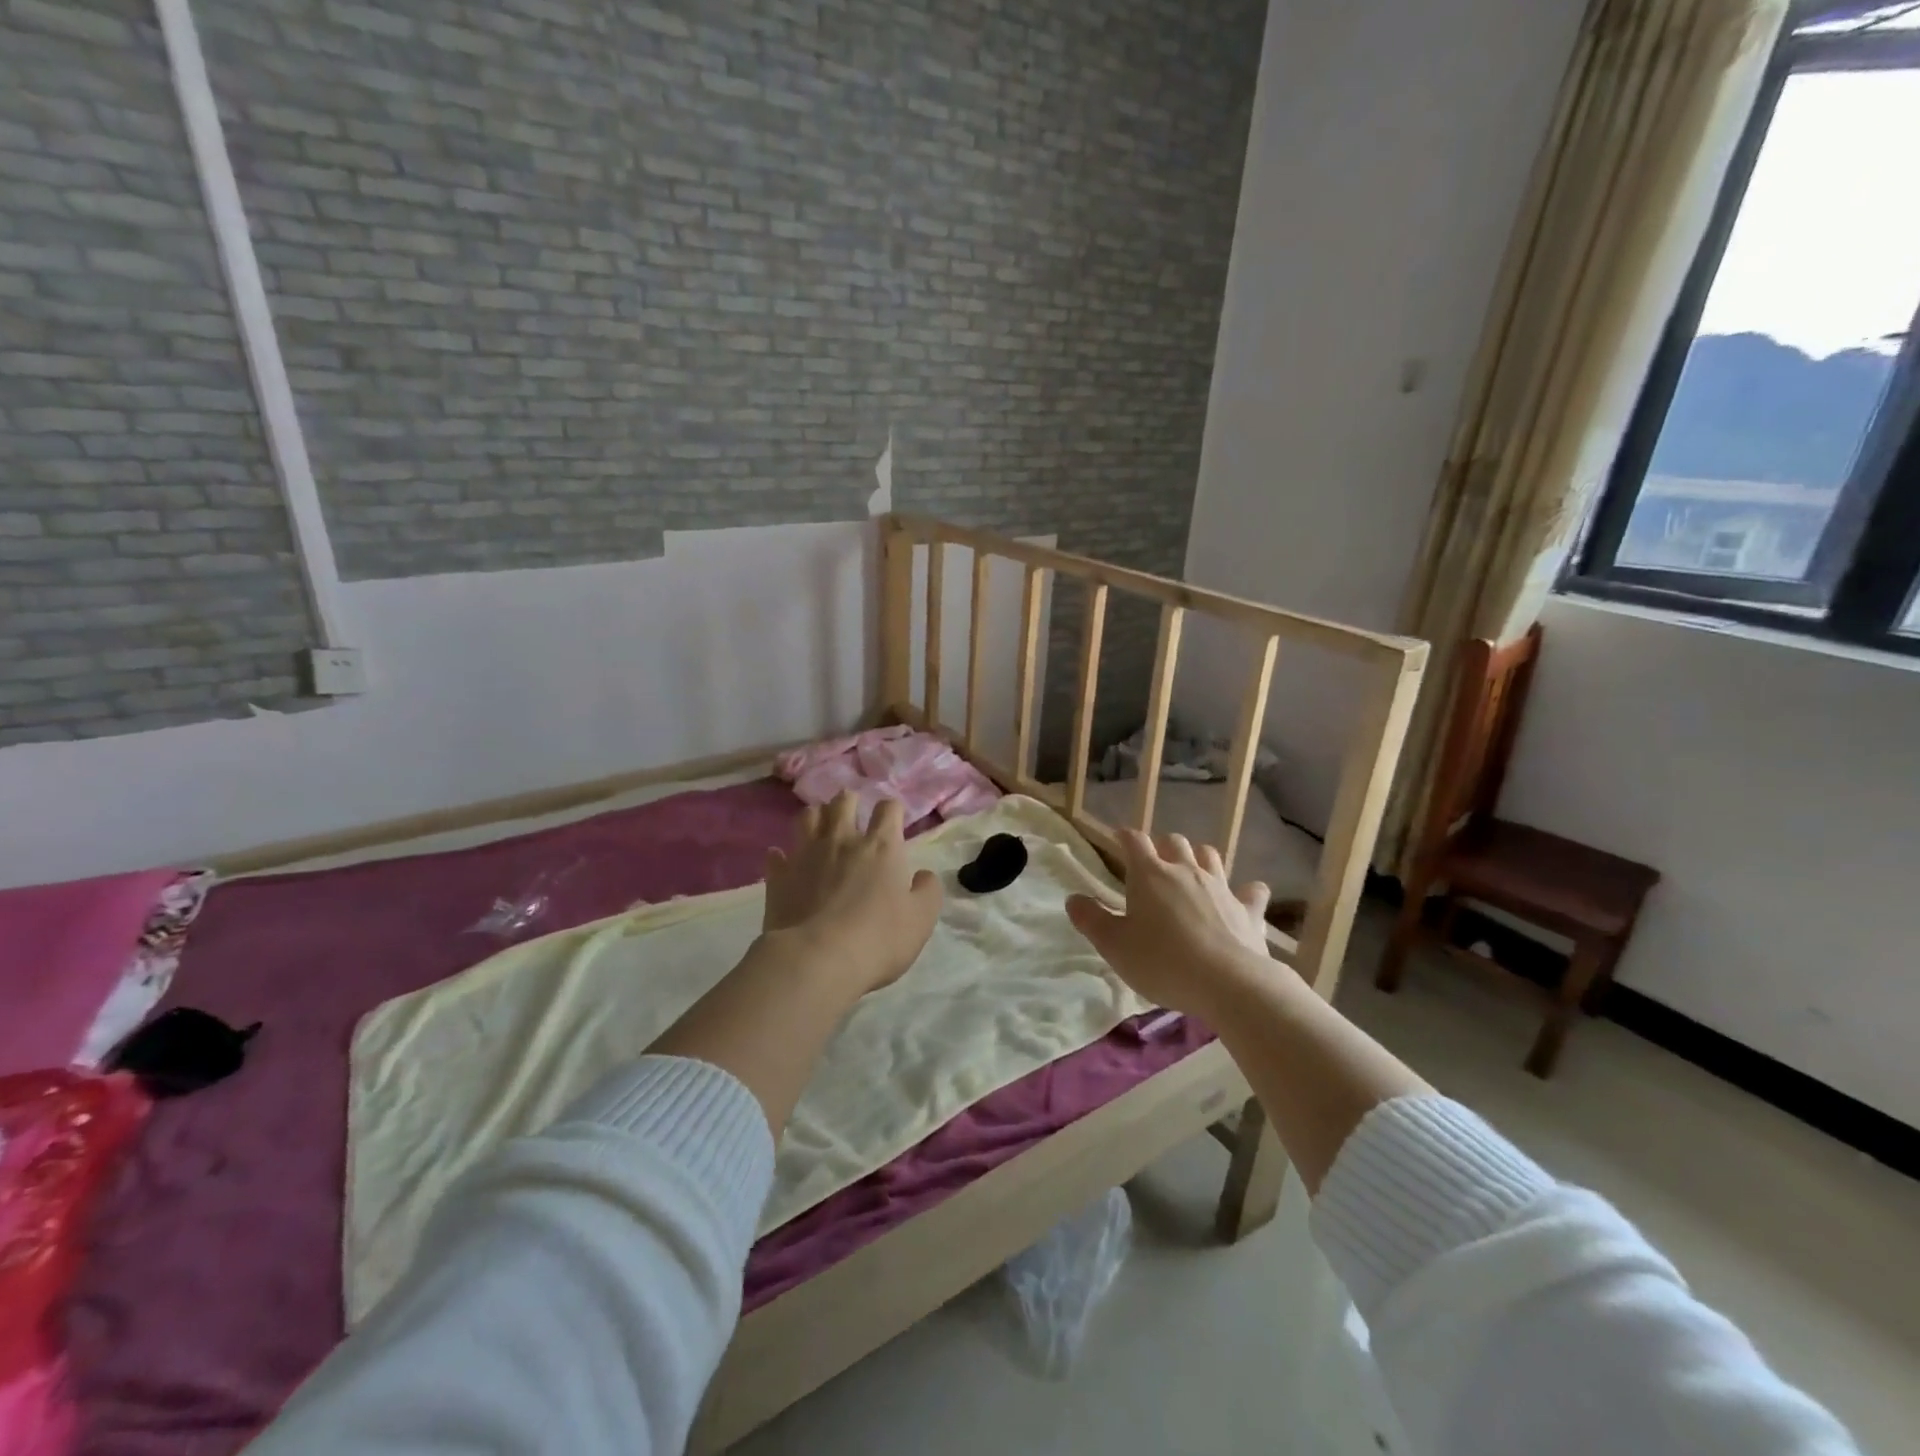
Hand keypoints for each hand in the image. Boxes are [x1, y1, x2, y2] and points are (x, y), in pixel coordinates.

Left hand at [762, 791, 943, 997]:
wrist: (817, 959)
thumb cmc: (878, 938)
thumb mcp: (921, 919)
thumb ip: (927, 891)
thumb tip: (923, 875)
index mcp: (881, 847)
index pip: (889, 809)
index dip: (892, 811)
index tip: (893, 823)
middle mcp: (842, 840)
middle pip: (844, 802)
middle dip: (850, 802)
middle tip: (853, 814)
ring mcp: (806, 855)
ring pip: (807, 817)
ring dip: (816, 817)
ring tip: (820, 827)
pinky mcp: (779, 876)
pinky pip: (777, 855)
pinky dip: (782, 855)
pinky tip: (785, 861)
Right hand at [1065, 830, 1271, 1016]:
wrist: (1229, 983)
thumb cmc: (1162, 961)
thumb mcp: (1114, 945)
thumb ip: (1091, 920)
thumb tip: (1073, 898)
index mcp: (1150, 874)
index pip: (1134, 841)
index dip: (1124, 836)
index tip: (1119, 838)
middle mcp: (1186, 870)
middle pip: (1174, 841)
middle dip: (1162, 846)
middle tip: (1154, 862)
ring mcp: (1221, 887)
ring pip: (1210, 856)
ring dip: (1199, 858)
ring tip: (1191, 870)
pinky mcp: (1248, 910)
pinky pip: (1251, 891)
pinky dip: (1246, 891)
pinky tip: (1244, 896)